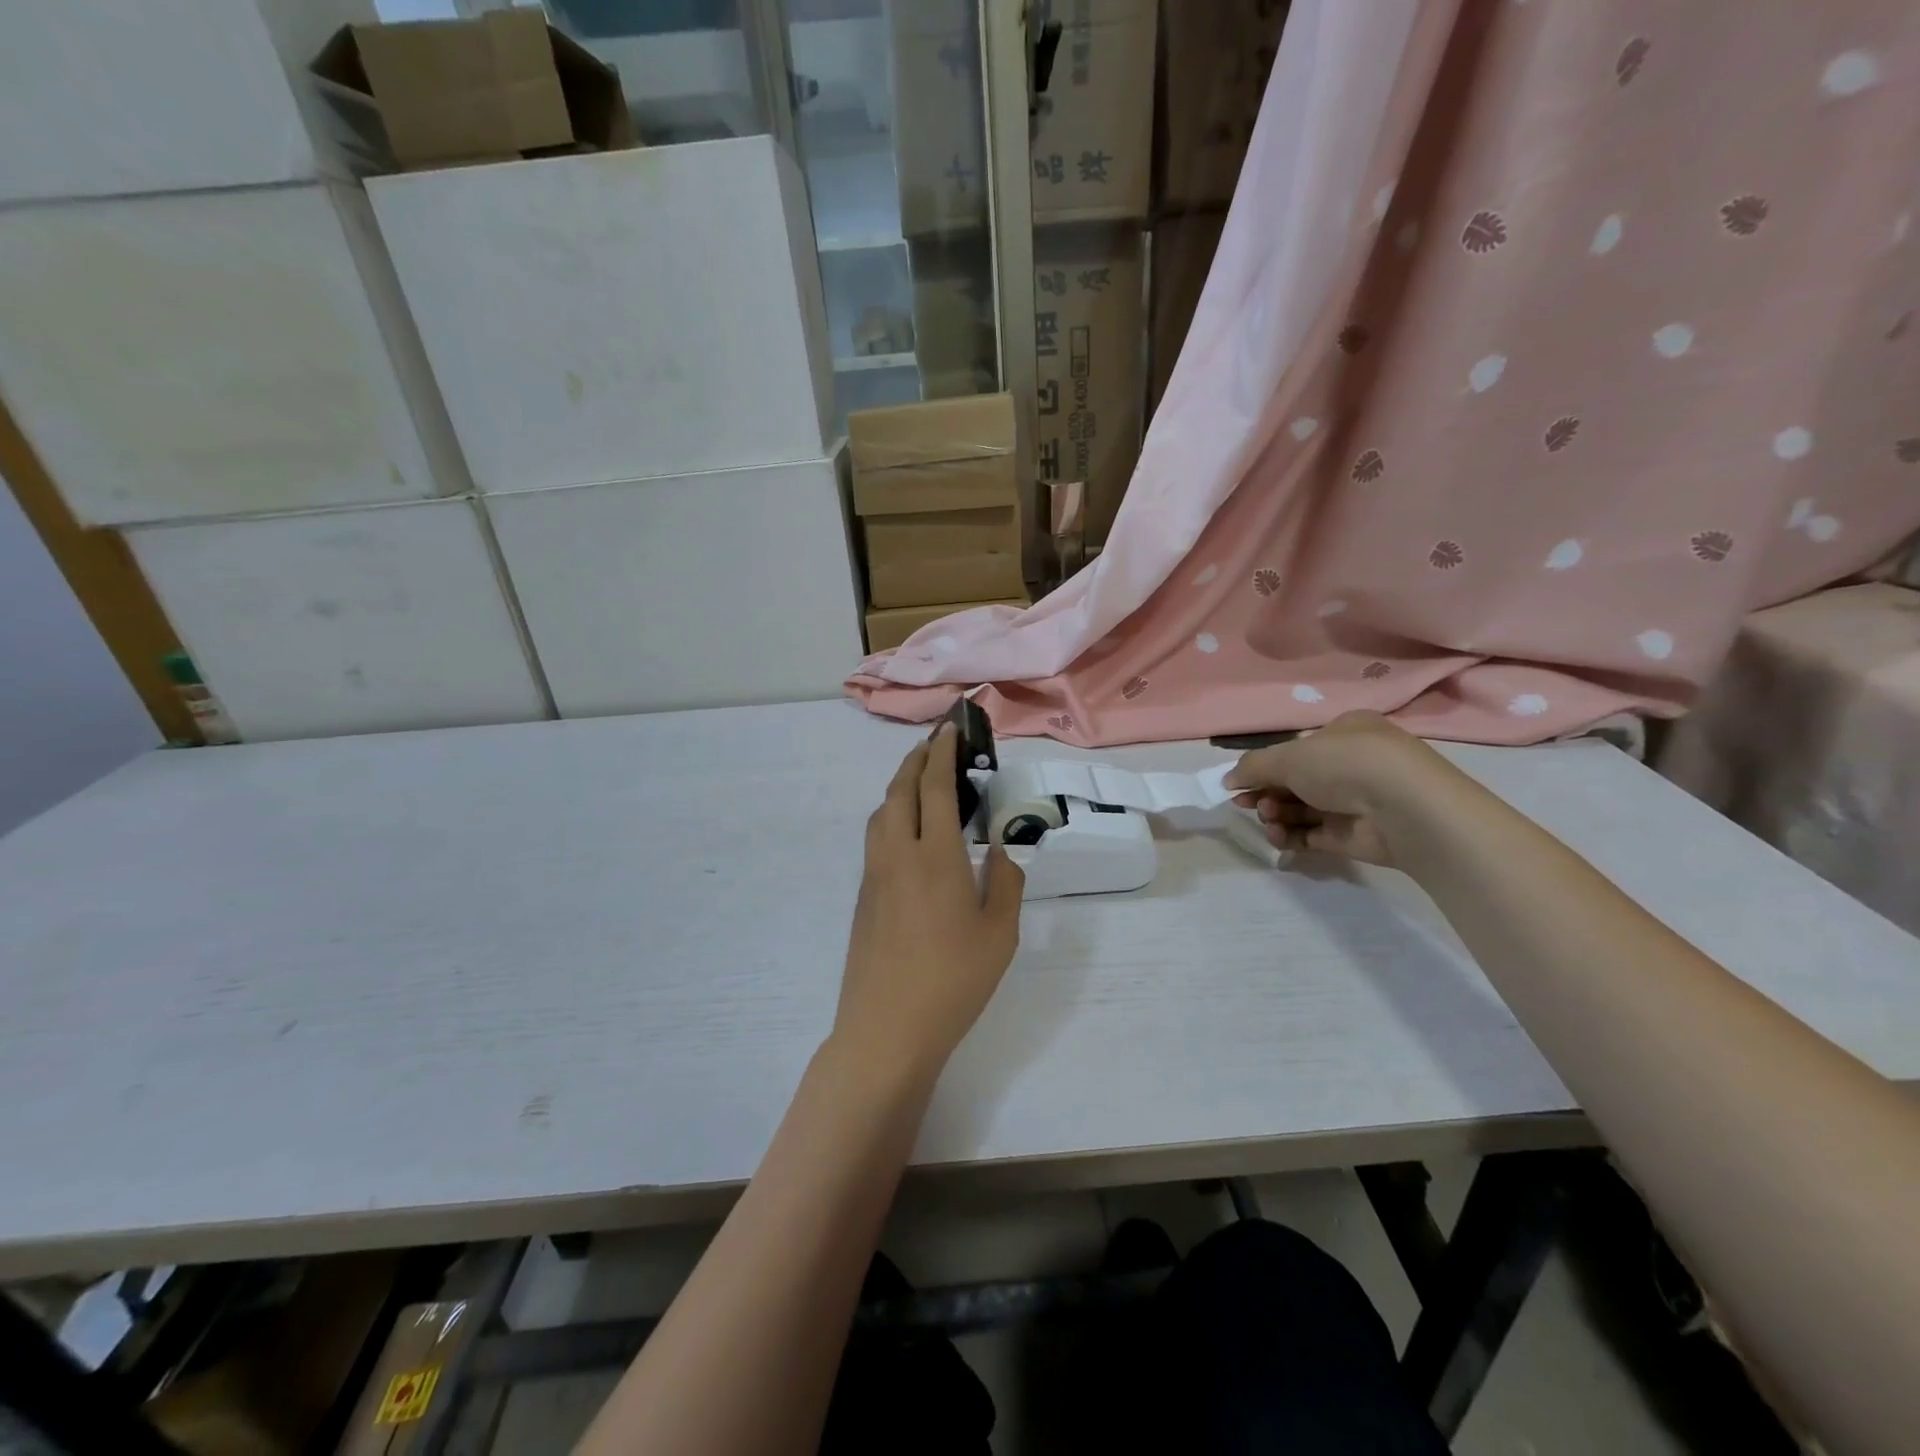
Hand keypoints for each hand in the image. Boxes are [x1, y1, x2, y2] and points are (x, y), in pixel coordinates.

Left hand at [832, 724, 1024, 1085]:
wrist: (887, 1029)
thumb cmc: (953, 981)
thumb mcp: (999, 935)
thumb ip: (1005, 884)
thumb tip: (1001, 853)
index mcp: (936, 857)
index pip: (935, 787)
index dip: (942, 751)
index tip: (950, 728)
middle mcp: (898, 855)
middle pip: (900, 790)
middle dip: (915, 759)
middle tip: (934, 743)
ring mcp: (874, 876)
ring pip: (881, 813)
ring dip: (899, 786)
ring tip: (920, 782)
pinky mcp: (863, 897)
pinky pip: (875, 839)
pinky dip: (891, 816)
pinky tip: (908, 834)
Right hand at [1224, 711, 1438, 865]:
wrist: (1404, 808)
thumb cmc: (1345, 764)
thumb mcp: (1289, 755)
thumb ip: (1253, 766)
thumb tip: (1228, 780)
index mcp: (1344, 733)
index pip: (1297, 749)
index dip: (1265, 766)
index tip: (1239, 783)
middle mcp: (1352, 765)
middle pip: (1295, 781)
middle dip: (1266, 792)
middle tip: (1247, 804)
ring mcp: (1355, 801)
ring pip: (1302, 809)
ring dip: (1275, 814)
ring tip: (1267, 818)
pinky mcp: (1354, 835)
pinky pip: (1313, 835)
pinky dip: (1291, 836)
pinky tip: (1276, 837)